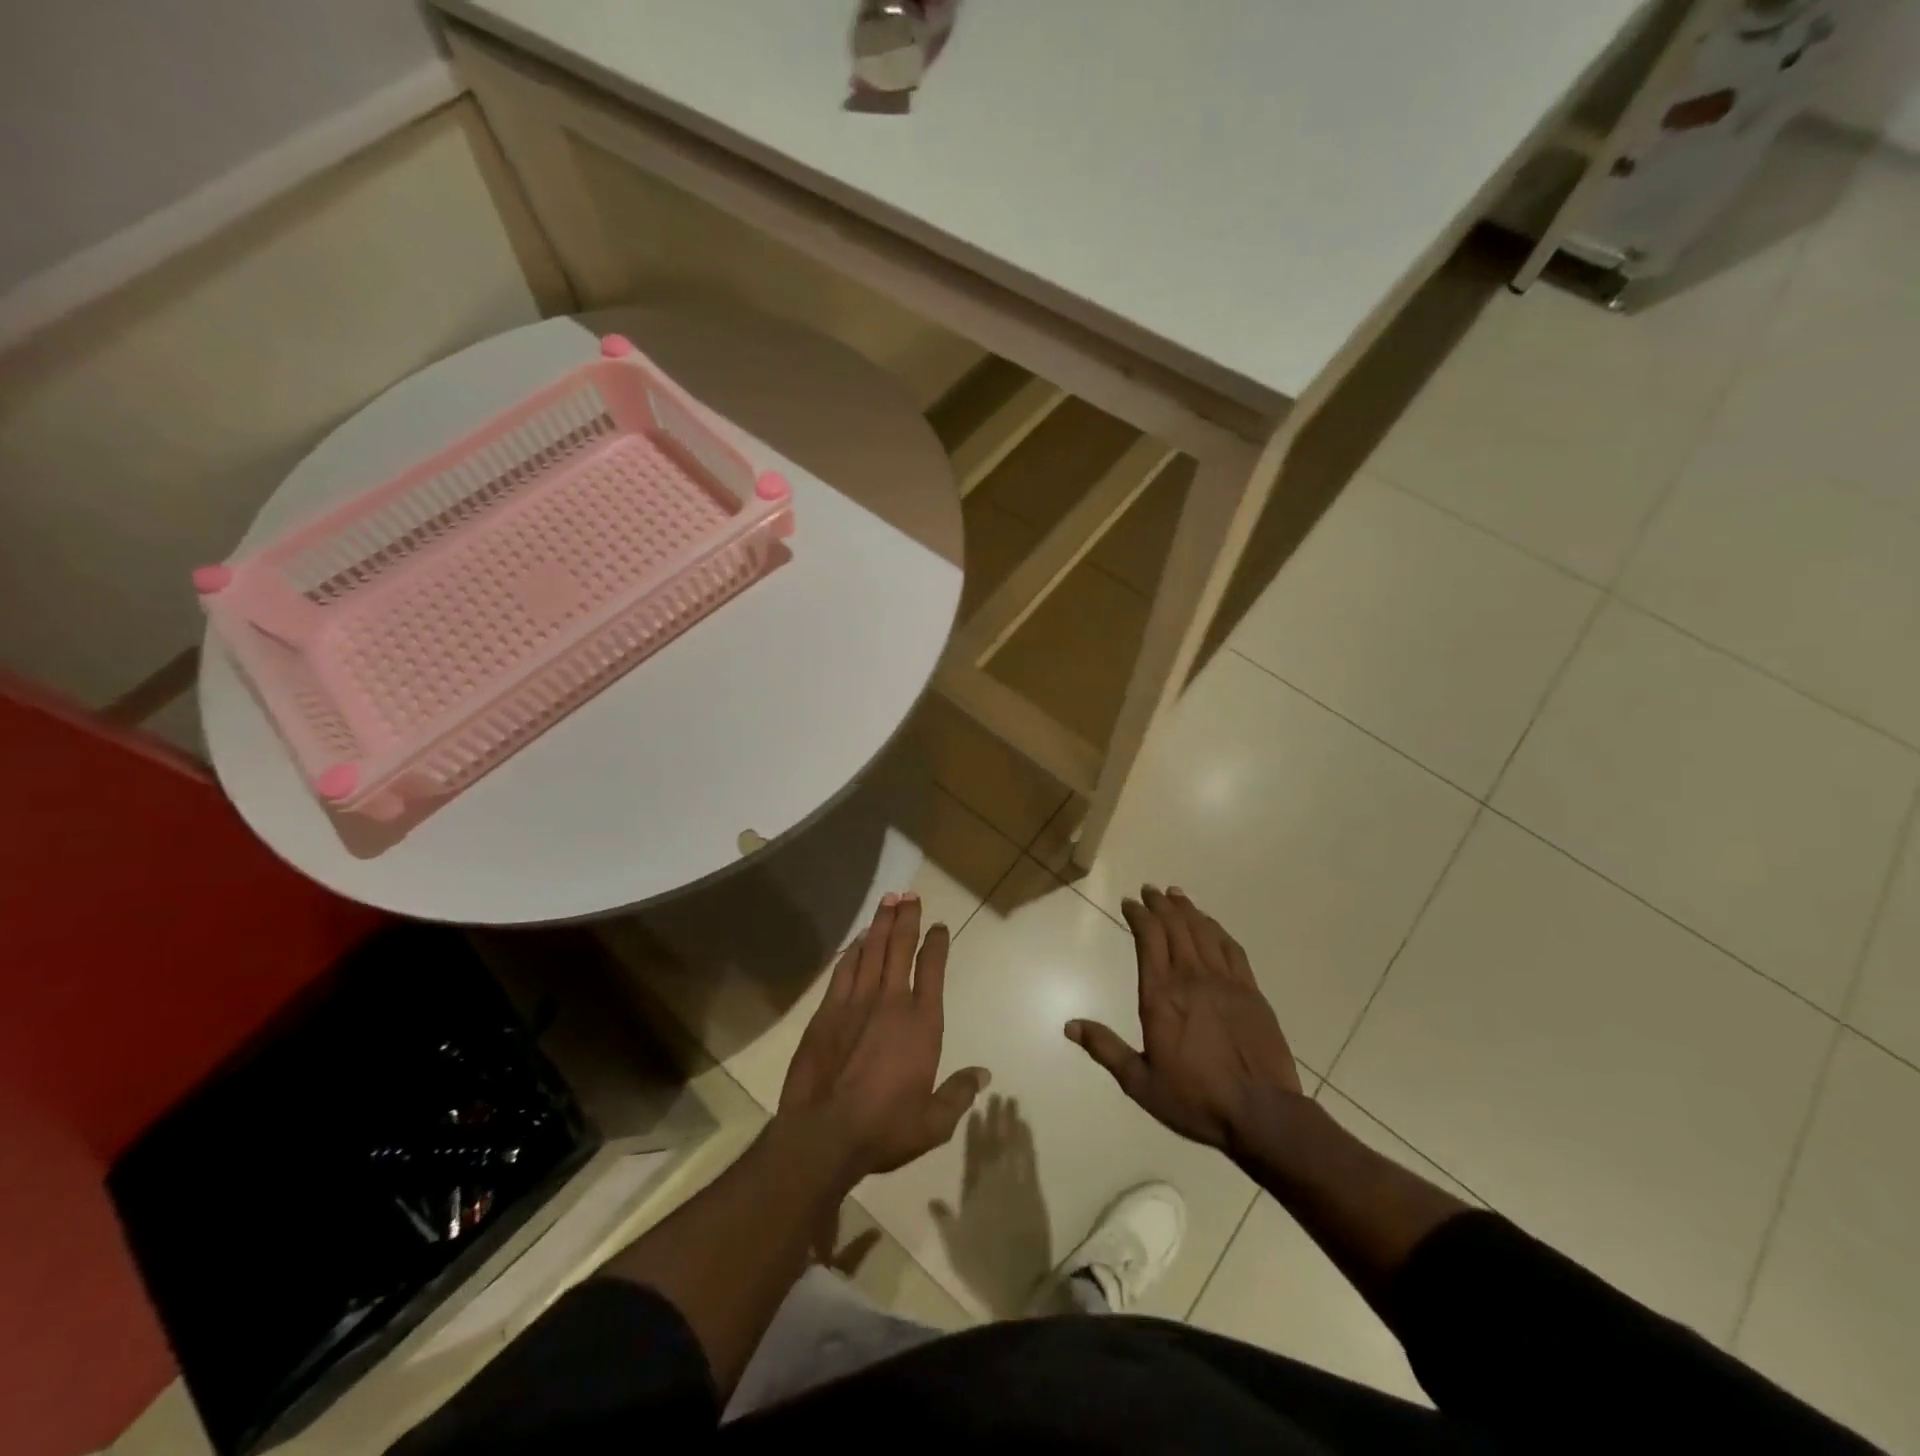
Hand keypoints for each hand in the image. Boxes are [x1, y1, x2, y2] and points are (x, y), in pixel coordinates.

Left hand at [779, 892, 989, 1181]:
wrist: (824, 1133)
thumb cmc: (885, 1128)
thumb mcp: (933, 1122)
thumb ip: (959, 1094)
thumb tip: (984, 1075)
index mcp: (922, 1023)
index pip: (932, 970)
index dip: (936, 944)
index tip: (939, 925)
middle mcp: (891, 1002)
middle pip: (900, 948)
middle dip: (907, 918)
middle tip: (909, 894)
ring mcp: (856, 1003)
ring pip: (872, 951)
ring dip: (881, 924)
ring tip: (888, 901)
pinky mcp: (827, 1011)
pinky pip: (843, 970)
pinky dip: (853, 951)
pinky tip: (857, 939)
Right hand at [1067, 886, 1303, 1151]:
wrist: (1262, 1113)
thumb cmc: (1196, 1099)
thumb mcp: (1140, 1082)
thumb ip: (1105, 1049)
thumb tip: (1069, 1026)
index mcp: (1160, 995)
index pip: (1148, 938)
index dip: (1138, 915)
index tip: (1129, 903)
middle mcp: (1191, 977)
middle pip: (1174, 926)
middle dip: (1159, 904)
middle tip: (1149, 890)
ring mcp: (1225, 981)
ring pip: (1202, 931)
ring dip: (1186, 909)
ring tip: (1176, 895)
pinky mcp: (1251, 990)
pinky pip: (1231, 947)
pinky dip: (1217, 929)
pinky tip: (1211, 924)